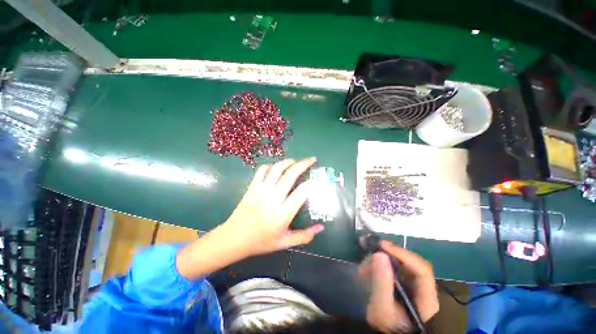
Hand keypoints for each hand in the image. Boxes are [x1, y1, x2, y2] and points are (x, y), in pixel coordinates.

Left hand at [222, 157, 324, 257]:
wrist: (233, 239)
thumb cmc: (261, 242)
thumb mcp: (284, 243)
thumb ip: (304, 236)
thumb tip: (321, 227)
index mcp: (281, 215)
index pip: (300, 193)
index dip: (311, 183)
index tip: (316, 178)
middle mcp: (272, 200)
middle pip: (289, 176)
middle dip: (303, 165)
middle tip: (312, 160)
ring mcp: (260, 191)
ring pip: (276, 169)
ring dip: (288, 162)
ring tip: (296, 161)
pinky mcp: (252, 187)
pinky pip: (262, 170)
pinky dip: (271, 166)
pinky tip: (277, 167)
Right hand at [360, 241, 438, 332]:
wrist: (387, 332)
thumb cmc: (387, 325)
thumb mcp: (381, 308)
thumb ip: (381, 283)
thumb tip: (379, 254)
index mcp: (426, 298)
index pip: (422, 270)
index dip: (404, 255)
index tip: (383, 247)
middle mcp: (423, 288)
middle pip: (411, 263)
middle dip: (390, 255)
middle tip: (372, 252)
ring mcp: (413, 284)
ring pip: (400, 262)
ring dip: (382, 260)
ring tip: (365, 266)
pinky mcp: (403, 281)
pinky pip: (393, 266)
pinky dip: (380, 264)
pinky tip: (368, 269)